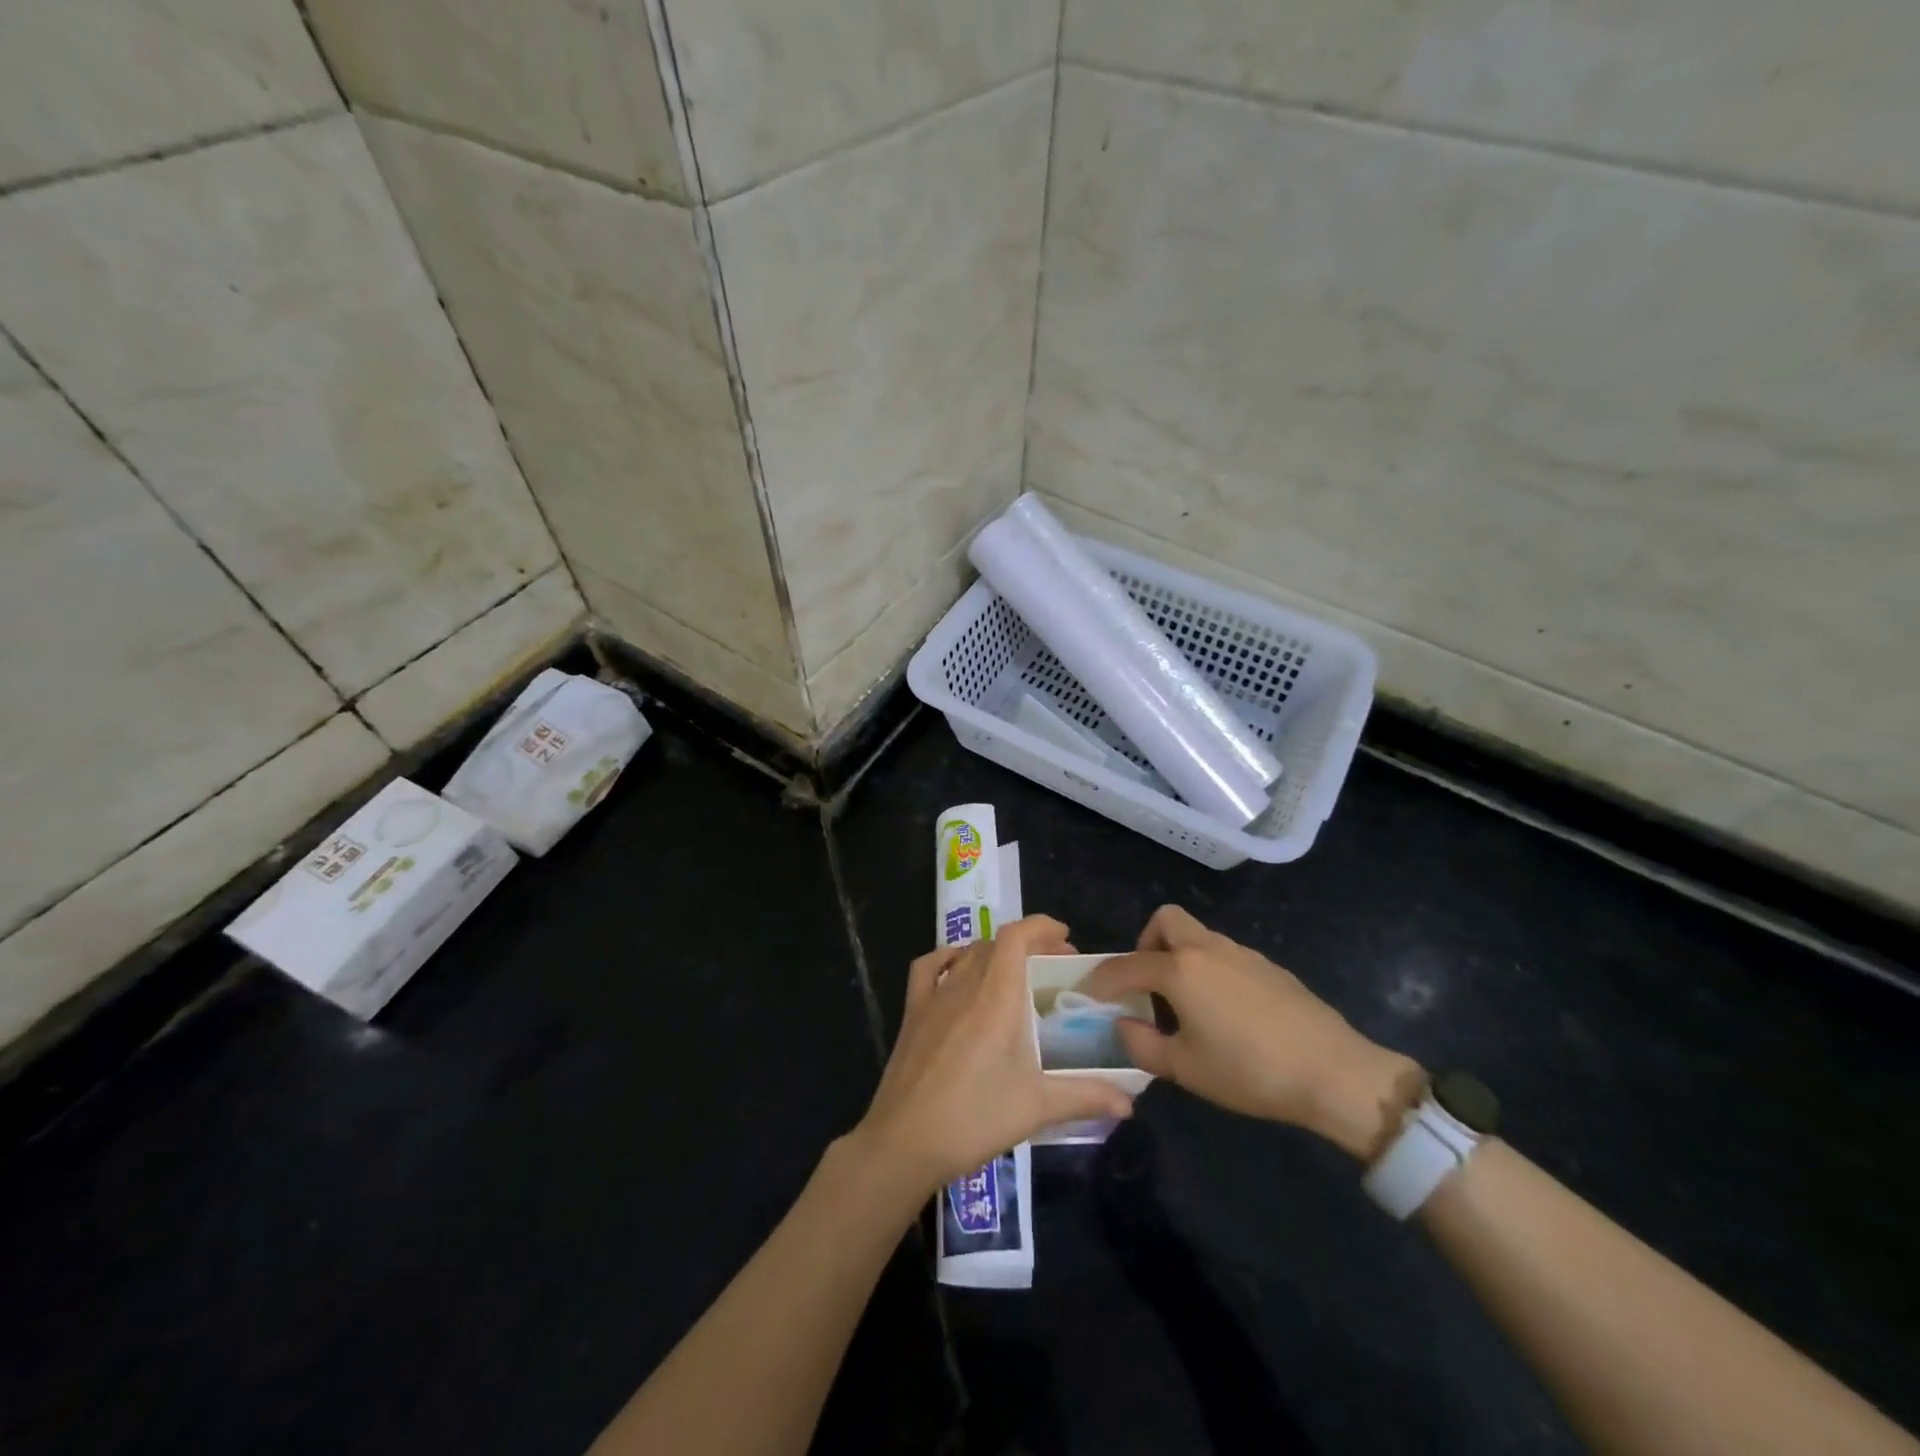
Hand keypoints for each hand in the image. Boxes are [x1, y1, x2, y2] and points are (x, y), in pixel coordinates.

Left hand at [853, 915, 1136, 1198]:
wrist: (905, 1141)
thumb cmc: (975, 1118)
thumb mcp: (1037, 1107)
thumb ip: (1086, 1096)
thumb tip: (1130, 1102)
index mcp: (997, 996)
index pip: (1016, 936)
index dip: (1041, 926)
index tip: (1066, 938)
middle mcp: (965, 984)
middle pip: (996, 942)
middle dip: (1028, 944)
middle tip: (1053, 968)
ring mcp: (934, 995)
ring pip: (968, 953)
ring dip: (995, 953)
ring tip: (1015, 973)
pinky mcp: (912, 1012)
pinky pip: (929, 968)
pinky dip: (948, 958)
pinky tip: (959, 972)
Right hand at [1082, 906, 1424, 1159]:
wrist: (1334, 1072)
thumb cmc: (1249, 1071)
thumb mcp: (1185, 1068)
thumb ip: (1142, 1045)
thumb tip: (1123, 1025)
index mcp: (1180, 970)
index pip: (1127, 965)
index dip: (1103, 979)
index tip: (1090, 994)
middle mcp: (1208, 949)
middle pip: (1167, 920)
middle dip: (1146, 943)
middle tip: (1146, 982)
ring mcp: (1242, 954)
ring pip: (1199, 936)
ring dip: (1180, 956)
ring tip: (1185, 1003)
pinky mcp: (1270, 967)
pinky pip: (1225, 955)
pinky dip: (1210, 970)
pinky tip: (1224, 1011)